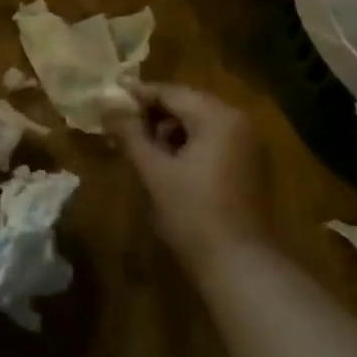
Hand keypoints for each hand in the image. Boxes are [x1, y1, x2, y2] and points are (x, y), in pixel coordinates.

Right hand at [108, 83, 274, 272]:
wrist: (237, 263)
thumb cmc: (192, 212)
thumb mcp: (154, 171)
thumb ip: (130, 135)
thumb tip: (108, 108)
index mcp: (218, 117)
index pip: (172, 93)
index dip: (138, 95)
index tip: (109, 99)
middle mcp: (239, 122)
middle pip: (188, 105)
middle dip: (153, 114)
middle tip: (120, 125)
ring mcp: (248, 145)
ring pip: (200, 124)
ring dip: (170, 130)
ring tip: (140, 147)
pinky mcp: (249, 167)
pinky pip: (213, 142)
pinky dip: (188, 145)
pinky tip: (166, 163)